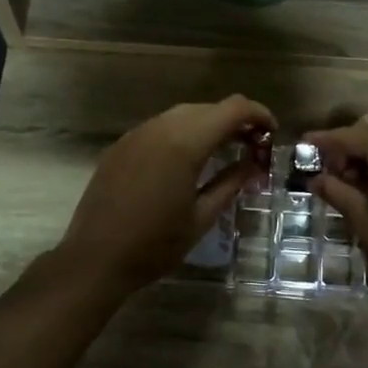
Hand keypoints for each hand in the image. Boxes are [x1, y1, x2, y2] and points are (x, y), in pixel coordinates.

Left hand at [54, 94, 274, 295]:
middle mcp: (160, 127)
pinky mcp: (121, 145)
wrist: (94, 259)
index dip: (258, 114)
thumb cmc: (154, 245)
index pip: (232, 109)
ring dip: (208, 125)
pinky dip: (182, 133)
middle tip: (253, 148)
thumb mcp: (202, 217)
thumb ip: (231, 183)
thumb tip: (254, 164)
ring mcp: (137, 134)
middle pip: (208, 108)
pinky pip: (160, 127)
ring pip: (183, 115)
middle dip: (235, 121)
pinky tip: (188, 159)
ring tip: (224, 151)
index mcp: (185, 142)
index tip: (272, 134)